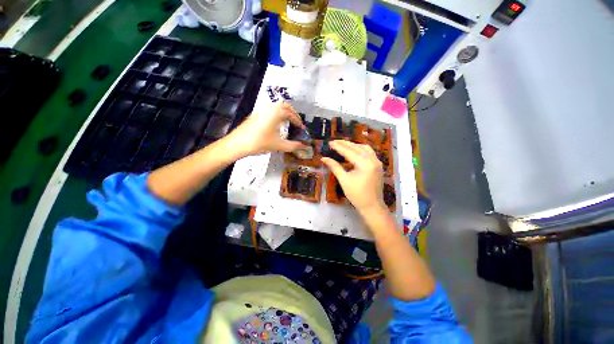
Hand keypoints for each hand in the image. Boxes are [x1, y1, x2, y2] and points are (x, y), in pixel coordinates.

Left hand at [227, 102, 307, 156]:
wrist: (237, 144)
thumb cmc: (259, 143)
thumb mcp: (278, 145)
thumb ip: (293, 146)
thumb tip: (304, 147)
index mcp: (276, 113)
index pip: (291, 114)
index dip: (298, 121)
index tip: (302, 128)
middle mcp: (269, 108)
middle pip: (285, 106)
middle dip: (293, 114)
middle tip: (297, 123)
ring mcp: (261, 110)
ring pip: (277, 107)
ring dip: (285, 113)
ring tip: (289, 123)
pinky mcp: (256, 115)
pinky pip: (270, 111)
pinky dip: (277, 114)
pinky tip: (276, 124)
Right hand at [321, 140, 386, 213]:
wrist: (372, 206)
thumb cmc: (357, 195)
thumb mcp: (344, 180)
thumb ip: (334, 167)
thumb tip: (324, 158)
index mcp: (365, 164)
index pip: (349, 151)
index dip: (338, 147)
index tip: (330, 142)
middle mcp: (373, 160)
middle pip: (357, 148)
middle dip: (345, 144)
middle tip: (334, 142)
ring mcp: (377, 162)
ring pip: (364, 148)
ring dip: (353, 145)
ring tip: (343, 145)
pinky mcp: (378, 165)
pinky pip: (369, 153)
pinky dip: (360, 149)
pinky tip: (354, 150)